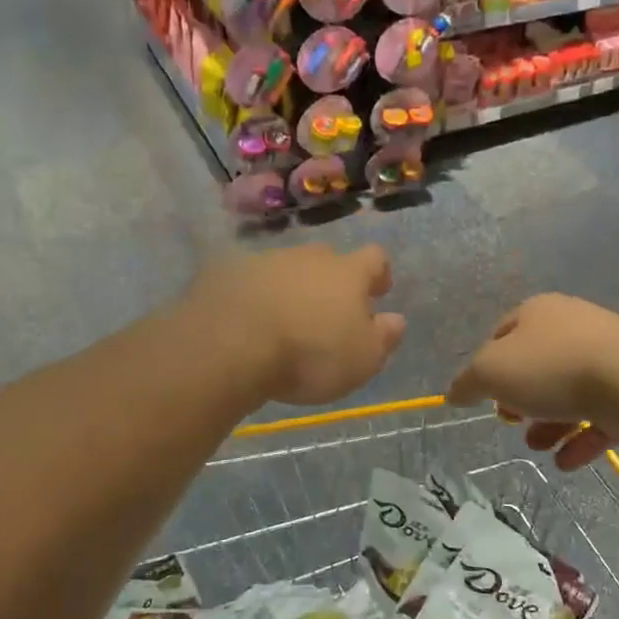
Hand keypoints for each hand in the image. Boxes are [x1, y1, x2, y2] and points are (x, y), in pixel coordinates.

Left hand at [188, 245, 405, 405]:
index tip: (378, 291)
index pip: (374, 258)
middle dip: (330, 280)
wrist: (229, 345)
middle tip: (327, 311)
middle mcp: (306, 258)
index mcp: (346, 273)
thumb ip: (383, 337)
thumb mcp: (362, 360)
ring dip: (289, 288)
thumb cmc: (310, 355)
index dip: (379, 273)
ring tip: (282, 321)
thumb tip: (395, 320)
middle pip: (326, 259)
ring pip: (284, 269)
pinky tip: (245, 323)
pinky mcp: (223, 274)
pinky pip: (246, 282)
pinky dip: (252, 297)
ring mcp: (262, 262)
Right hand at [448, 294, 618, 468]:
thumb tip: (454, 393)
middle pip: (536, 366)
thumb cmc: (552, 367)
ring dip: (548, 424)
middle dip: (520, 400)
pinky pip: (600, 415)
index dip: (487, 367)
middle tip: (511, 422)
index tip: (484, 397)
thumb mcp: (491, 372)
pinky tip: (567, 462)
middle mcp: (573, 327)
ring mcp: (608, 357)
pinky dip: (580, 438)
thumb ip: (467, 382)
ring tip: (539, 447)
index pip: (502, 334)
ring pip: (568, 393)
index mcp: (538, 312)